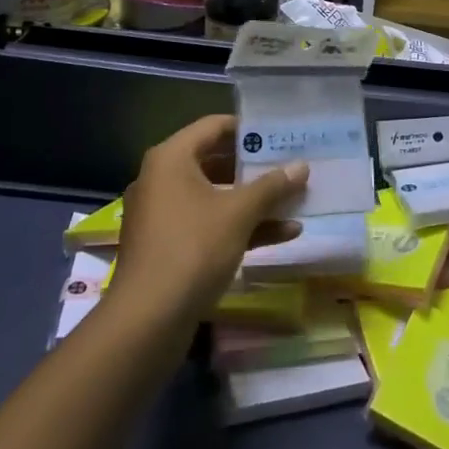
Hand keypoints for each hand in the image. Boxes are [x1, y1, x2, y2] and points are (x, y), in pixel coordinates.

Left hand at [106, 114, 307, 328]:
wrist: (146, 322)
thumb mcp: (238, 213)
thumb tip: (302, 166)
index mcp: (171, 158)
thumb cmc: (192, 249)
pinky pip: (209, 224)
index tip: (280, 133)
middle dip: (256, 168)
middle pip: (215, 161)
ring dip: (254, 200)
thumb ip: (272, 186)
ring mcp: (163, 215)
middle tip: (291, 165)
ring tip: (295, 199)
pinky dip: (240, 226)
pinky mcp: (168, 246)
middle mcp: (162, 179)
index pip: (214, 126)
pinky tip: (283, 234)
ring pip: (215, 196)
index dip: (248, 128)